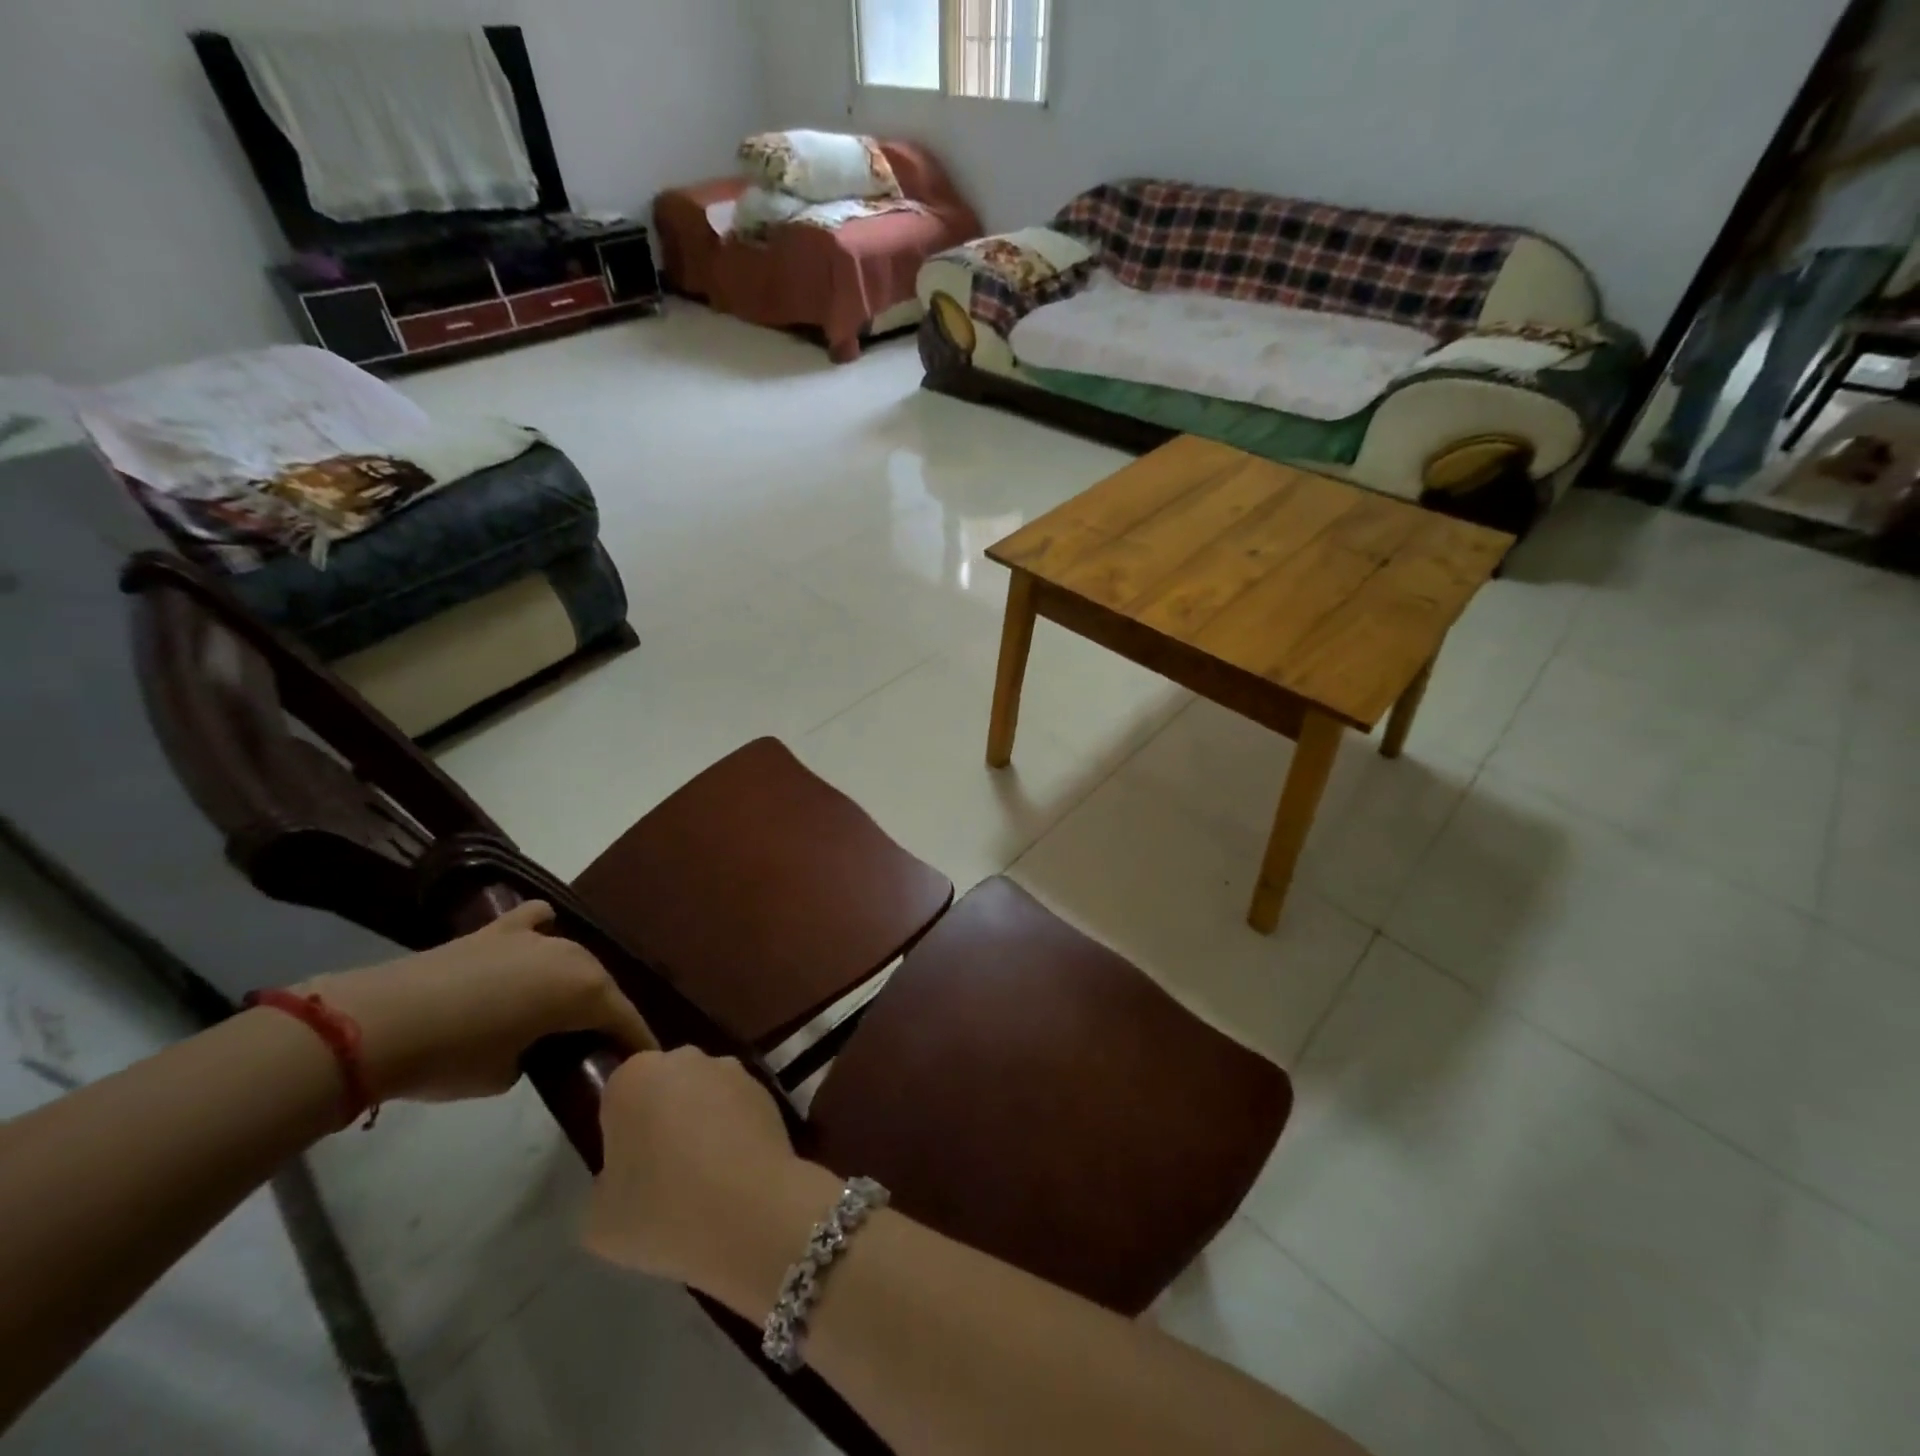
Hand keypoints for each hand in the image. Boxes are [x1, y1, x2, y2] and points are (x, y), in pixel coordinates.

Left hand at [300, 902, 654, 1104]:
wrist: (378, 1023)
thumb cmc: (454, 1058)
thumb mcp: (508, 1075)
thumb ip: (538, 1055)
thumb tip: (533, 1046)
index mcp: (586, 991)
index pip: (626, 1020)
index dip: (636, 1043)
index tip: (643, 1064)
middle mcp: (573, 956)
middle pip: (602, 986)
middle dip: (604, 1013)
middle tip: (595, 1043)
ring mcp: (536, 937)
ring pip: (572, 957)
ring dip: (572, 980)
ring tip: (559, 1007)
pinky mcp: (498, 930)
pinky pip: (535, 921)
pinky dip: (540, 931)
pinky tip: (533, 945)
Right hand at [582, 1048, 835, 1312]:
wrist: (751, 1210)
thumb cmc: (662, 1210)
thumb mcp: (598, 1219)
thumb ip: (604, 1185)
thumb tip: (623, 1177)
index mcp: (633, 1077)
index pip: (616, 1099)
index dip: (619, 1136)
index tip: (627, 1172)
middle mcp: (684, 1059)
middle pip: (663, 1089)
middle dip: (661, 1120)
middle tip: (663, 1174)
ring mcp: (730, 1069)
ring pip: (702, 1095)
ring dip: (700, 1122)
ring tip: (704, 1177)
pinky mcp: (766, 1087)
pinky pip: (735, 1108)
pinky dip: (733, 1130)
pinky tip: (734, 1172)